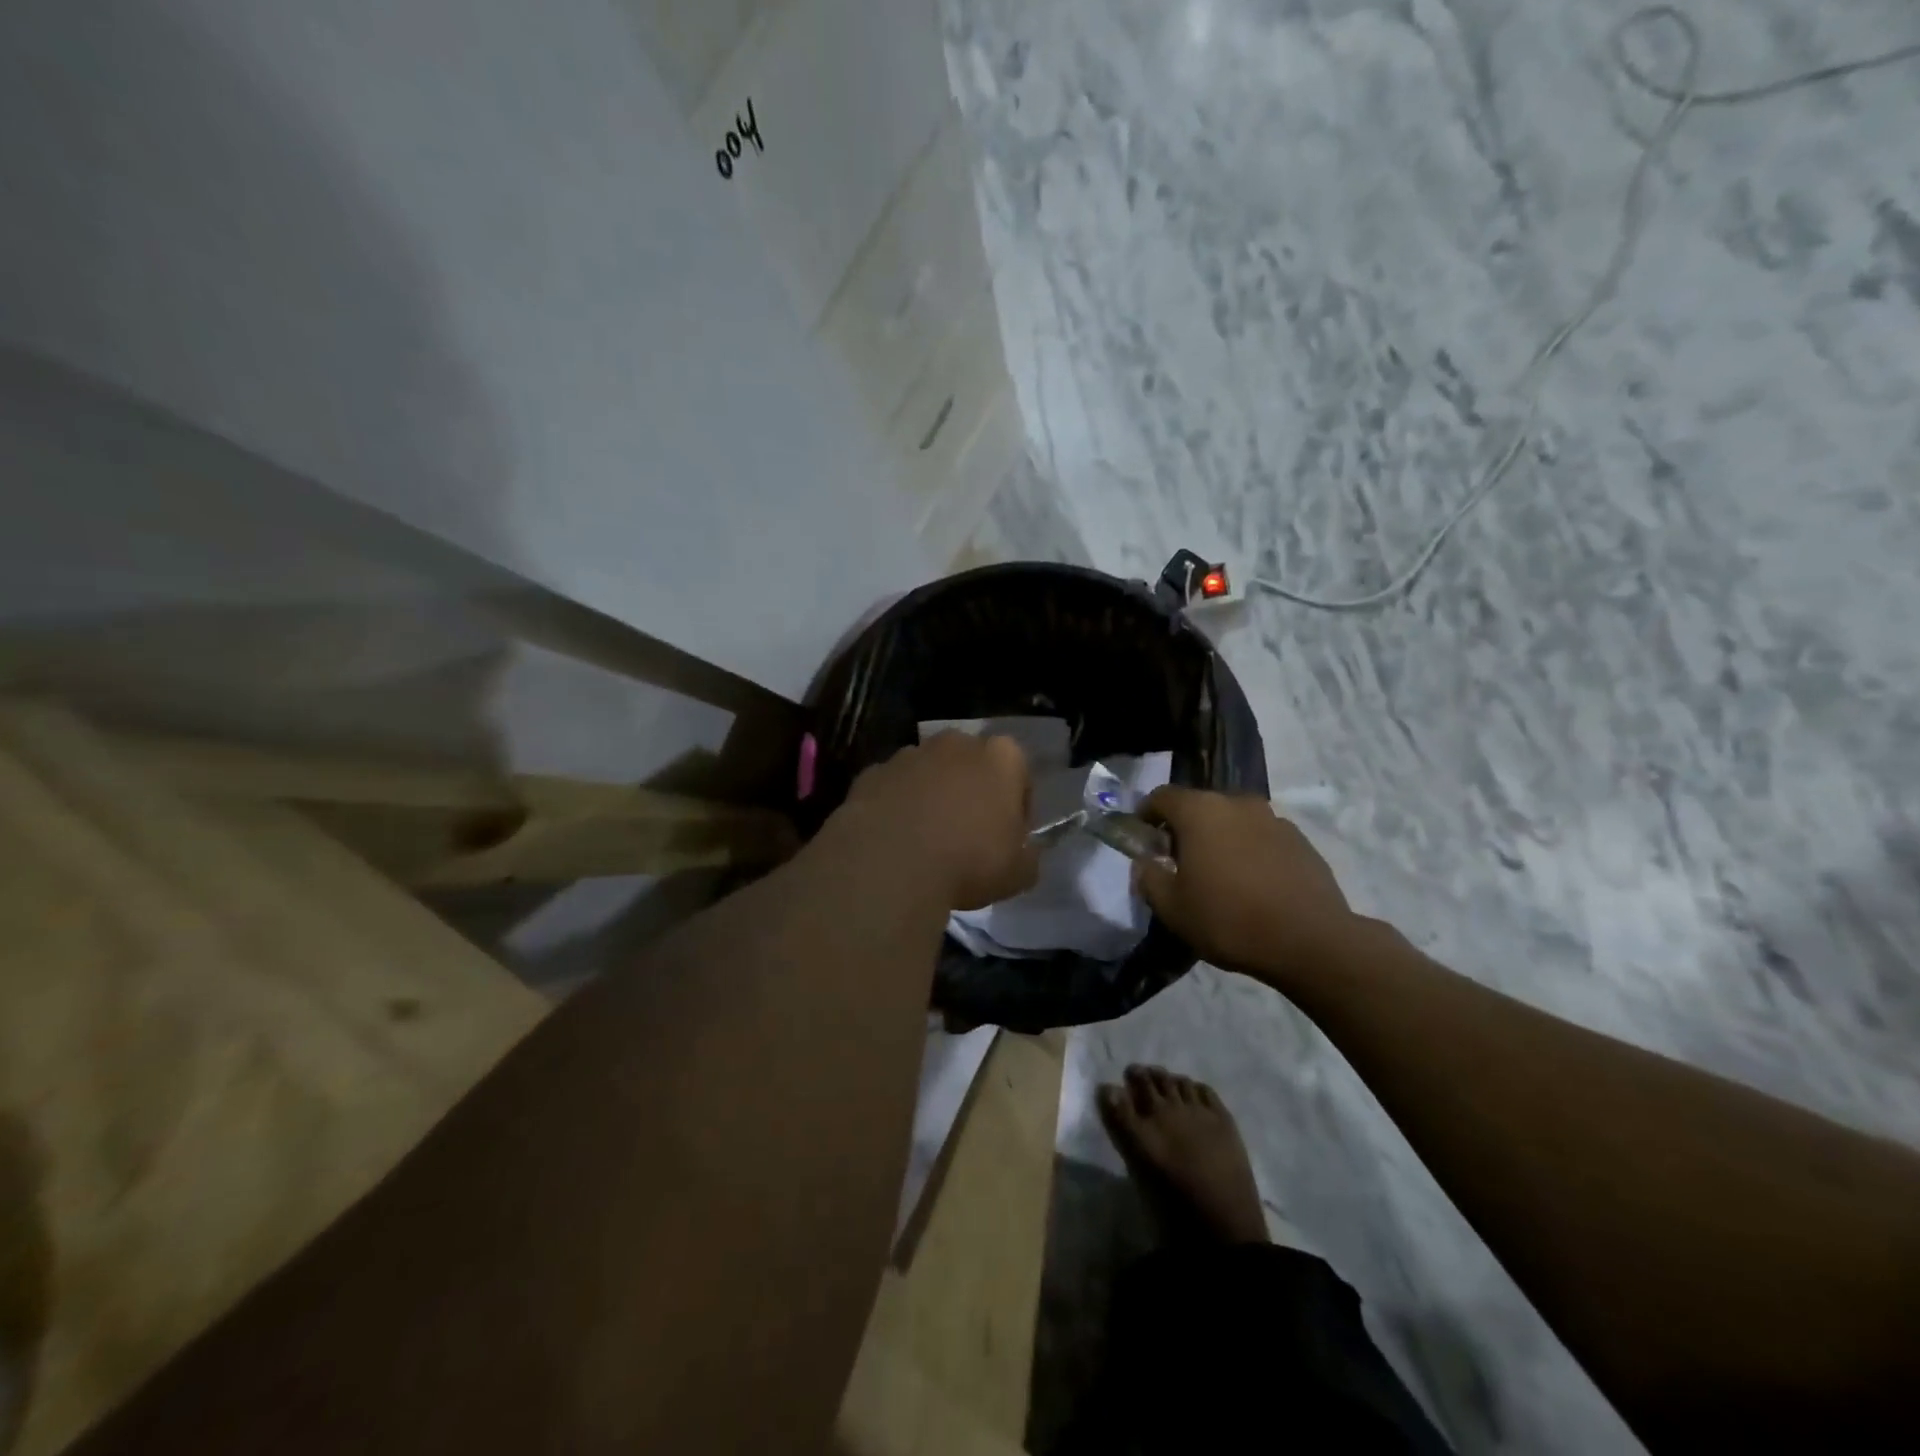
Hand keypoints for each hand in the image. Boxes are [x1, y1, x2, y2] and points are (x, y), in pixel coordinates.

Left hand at [835, 732, 1040, 910]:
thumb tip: (1024, 853)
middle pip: (970, 763)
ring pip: (928, 772)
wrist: (890, 864)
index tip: (1008, 836)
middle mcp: (955, 743)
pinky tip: (894, 840)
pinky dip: (895, 805)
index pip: (1018, 772)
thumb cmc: (969, 862)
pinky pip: (892, 788)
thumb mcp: (1018, 873)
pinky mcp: (870, 773)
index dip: (1016, 805)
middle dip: (971, 790)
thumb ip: (1027, 856)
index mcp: (1001, 756)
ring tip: (926, 839)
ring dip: (931, 795)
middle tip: (967, 834)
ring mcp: (908, 754)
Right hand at [1133, 786, 1358, 987]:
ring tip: (1219, 874)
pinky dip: (1250, 851)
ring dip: (1220, 838)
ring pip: (1233, 821)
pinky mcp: (1301, 840)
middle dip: (1184, 828)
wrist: (1310, 942)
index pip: (1162, 797)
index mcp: (1200, 811)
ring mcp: (1273, 819)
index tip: (1142, 837)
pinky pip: (1262, 837)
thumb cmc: (1229, 920)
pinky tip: (1253, 884)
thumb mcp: (1172, 908)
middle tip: (1178, 861)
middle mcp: (1237, 803)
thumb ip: (1149, 878)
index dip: (1146, 814)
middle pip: (1200, 806)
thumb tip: (1146, 863)